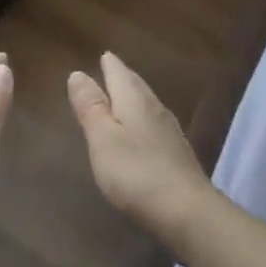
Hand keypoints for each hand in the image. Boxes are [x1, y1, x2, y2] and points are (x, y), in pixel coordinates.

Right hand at [68, 52, 215, 247]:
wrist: (187, 211)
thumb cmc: (136, 173)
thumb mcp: (103, 140)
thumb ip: (90, 107)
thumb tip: (78, 73)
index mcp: (133, 99)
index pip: (118, 72)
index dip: (109, 64)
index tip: (103, 55)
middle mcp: (154, 107)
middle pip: (135, 84)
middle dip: (122, 76)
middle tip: (111, 69)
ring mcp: (169, 130)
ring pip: (147, 103)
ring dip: (133, 96)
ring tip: (122, 95)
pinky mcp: (177, 153)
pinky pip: (154, 123)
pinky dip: (142, 118)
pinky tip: (141, 129)